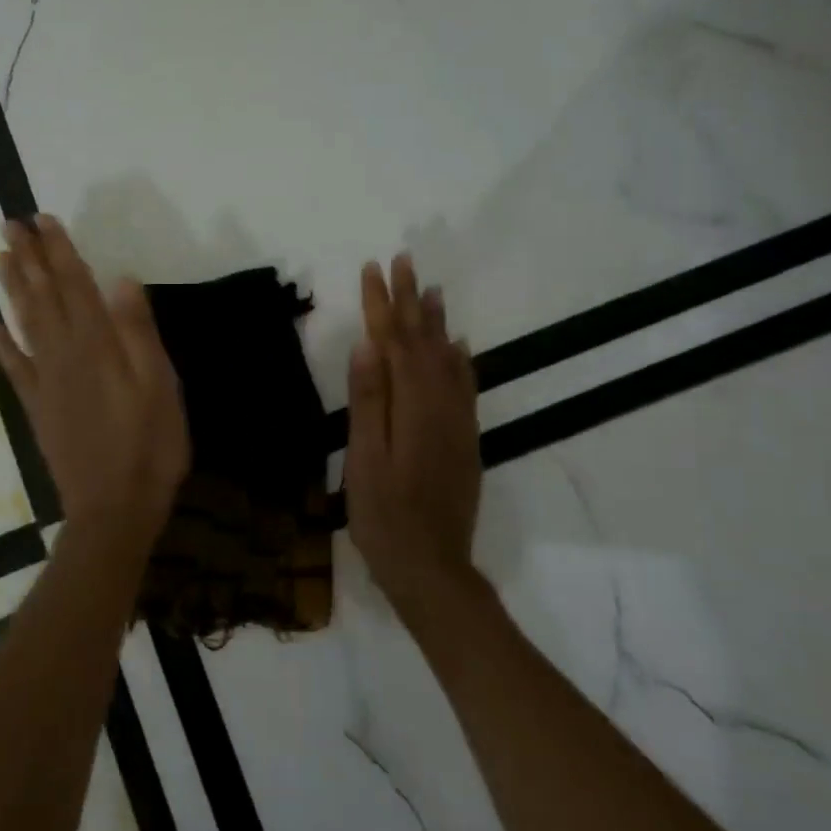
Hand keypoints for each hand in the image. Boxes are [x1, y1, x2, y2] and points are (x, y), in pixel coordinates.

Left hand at [0, 215, 188, 543]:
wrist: (114, 507)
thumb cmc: (149, 445)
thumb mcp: (160, 386)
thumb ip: (139, 332)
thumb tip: (123, 279)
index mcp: (96, 346)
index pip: (75, 285)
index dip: (59, 251)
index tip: (43, 219)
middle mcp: (63, 354)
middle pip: (43, 296)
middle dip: (27, 257)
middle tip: (9, 223)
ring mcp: (45, 380)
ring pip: (23, 323)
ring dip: (11, 287)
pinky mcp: (36, 406)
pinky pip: (13, 366)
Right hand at [346, 254, 482, 622]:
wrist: (432, 569)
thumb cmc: (384, 518)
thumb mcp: (365, 461)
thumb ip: (368, 402)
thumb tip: (368, 346)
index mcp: (412, 408)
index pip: (394, 342)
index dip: (382, 304)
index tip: (373, 268)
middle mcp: (441, 406)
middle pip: (424, 341)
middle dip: (410, 300)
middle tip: (404, 261)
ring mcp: (457, 423)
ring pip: (448, 358)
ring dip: (437, 321)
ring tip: (432, 289)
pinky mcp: (464, 439)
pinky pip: (465, 386)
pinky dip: (460, 359)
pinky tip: (459, 345)